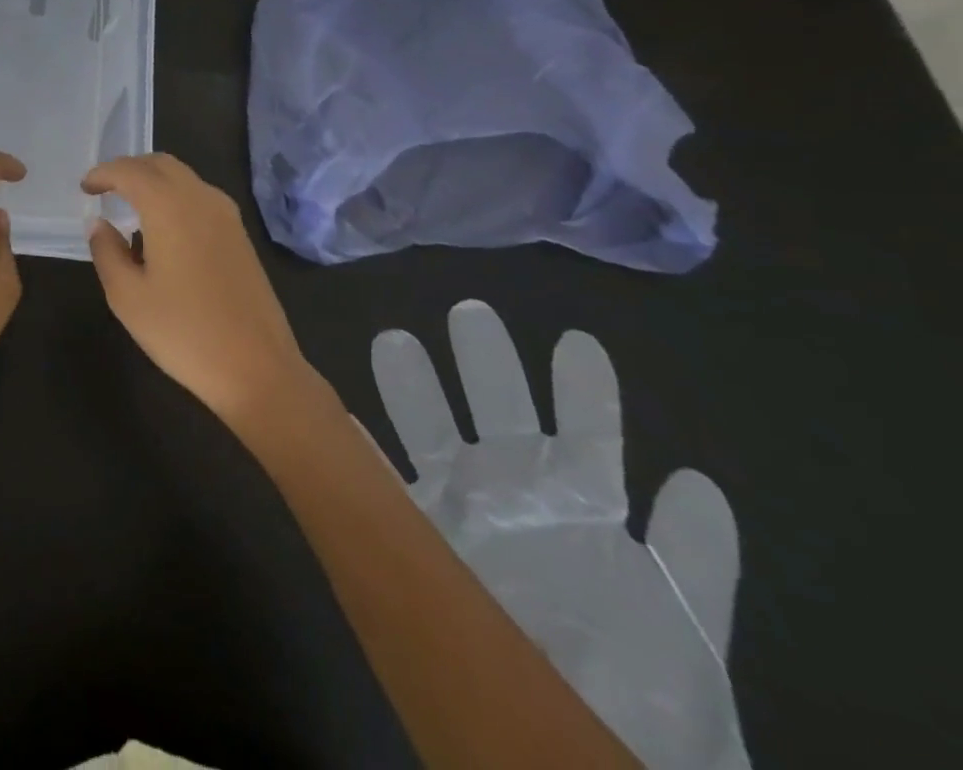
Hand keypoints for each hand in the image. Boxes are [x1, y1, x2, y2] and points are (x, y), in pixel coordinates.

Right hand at [83, 153, 311, 430]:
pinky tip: (162, 230)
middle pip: (160, 164)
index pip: (130, 171)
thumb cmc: (183, 332)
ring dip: (154, 181)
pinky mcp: (240, 236)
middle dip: (129, 169)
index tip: (84, 188)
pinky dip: (174, 197)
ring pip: (184, 178)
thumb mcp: (127, 296)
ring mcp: (227, 216)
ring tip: (130, 207)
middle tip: (105, 189)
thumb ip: (106, 251)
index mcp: (169, 206)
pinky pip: (200, 197)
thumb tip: (99, 224)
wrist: (257, 368)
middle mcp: (200, 198)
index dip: (103, 174)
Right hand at [373, 302, 747, 768]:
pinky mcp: (422, 537)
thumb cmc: (636, 696)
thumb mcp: (679, 631)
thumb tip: (691, 479)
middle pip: (497, 411)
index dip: (579, 389)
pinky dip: (363, 452)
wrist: (570, 738)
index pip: (579, 435)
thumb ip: (693, 561)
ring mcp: (461, 510)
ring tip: (398, 341)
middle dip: (485, 361)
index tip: (573, 341)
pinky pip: (385, 486)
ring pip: (435, 431)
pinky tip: (345, 422)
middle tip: (467, 311)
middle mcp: (515, 495)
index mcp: (577, 508)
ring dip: (416, 386)